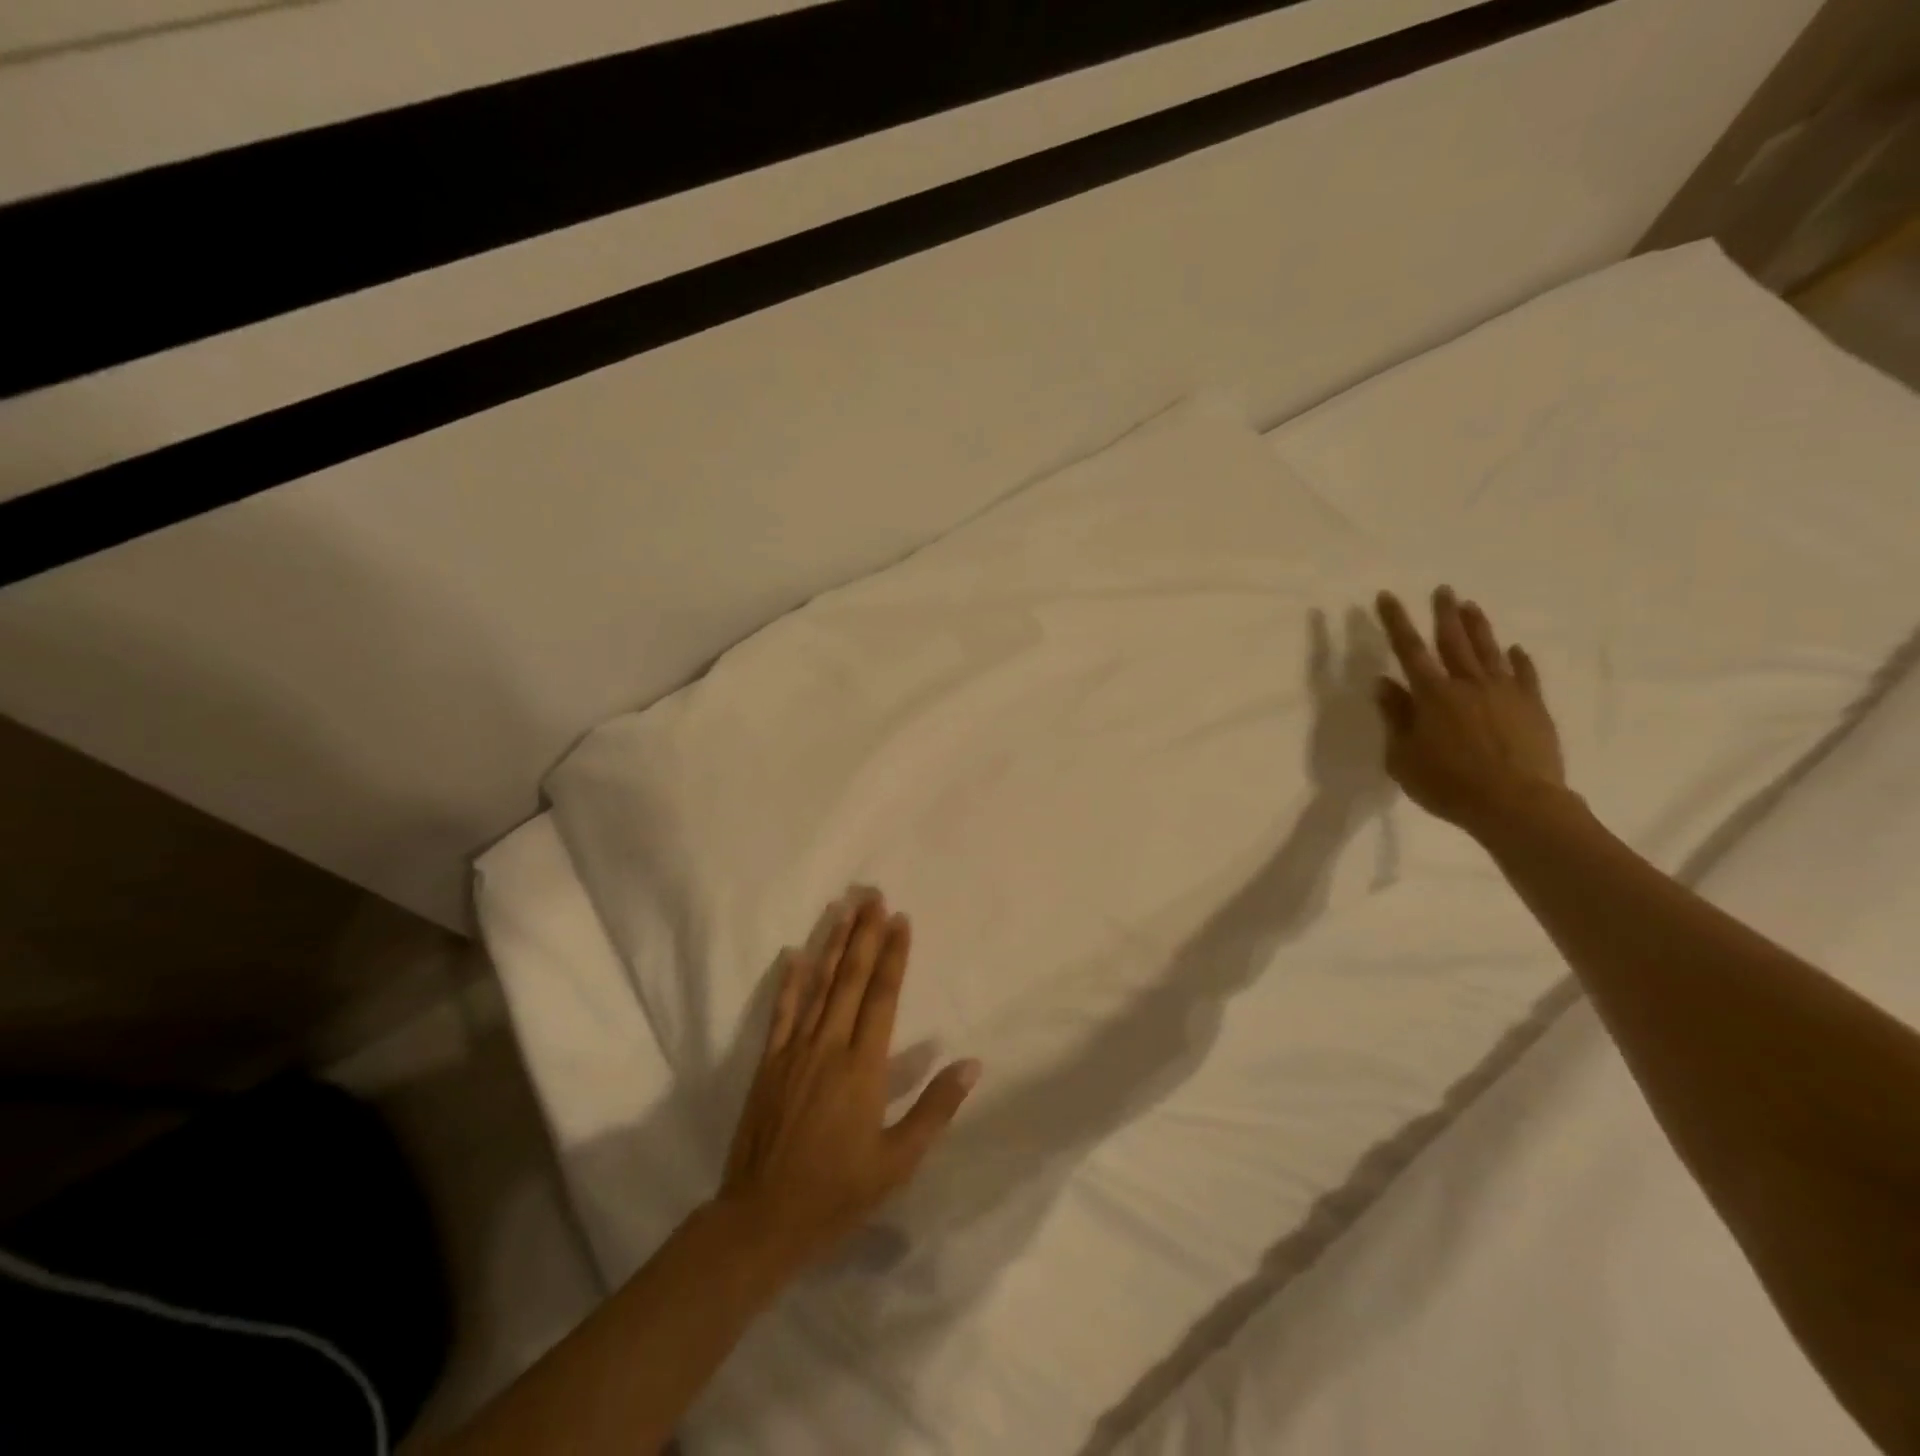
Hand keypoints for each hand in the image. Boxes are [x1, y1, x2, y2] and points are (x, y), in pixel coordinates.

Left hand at [717, 889, 980, 1271]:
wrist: (762, 1219)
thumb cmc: (838, 1192)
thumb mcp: (898, 1161)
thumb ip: (935, 1108)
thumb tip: (971, 1063)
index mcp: (863, 1067)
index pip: (882, 996)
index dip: (893, 955)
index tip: (900, 919)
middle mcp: (829, 1046)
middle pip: (849, 978)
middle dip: (864, 933)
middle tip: (872, 894)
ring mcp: (794, 1051)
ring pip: (817, 985)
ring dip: (832, 943)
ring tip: (843, 907)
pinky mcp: (768, 1062)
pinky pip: (781, 1012)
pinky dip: (789, 980)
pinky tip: (795, 952)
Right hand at [1373, 587, 1568, 839]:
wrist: (1516, 804)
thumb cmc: (1448, 784)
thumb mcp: (1403, 757)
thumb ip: (1395, 717)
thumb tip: (1383, 684)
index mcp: (1432, 695)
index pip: (1409, 649)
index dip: (1396, 621)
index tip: (1387, 596)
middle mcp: (1468, 684)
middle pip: (1453, 640)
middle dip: (1444, 613)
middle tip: (1443, 589)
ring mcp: (1505, 692)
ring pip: (1488, 650)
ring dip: (1478, 626)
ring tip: (1470, 606)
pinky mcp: (1532, 707)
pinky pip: (1525, 675)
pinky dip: (1518, 660)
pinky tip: (1515, 649)